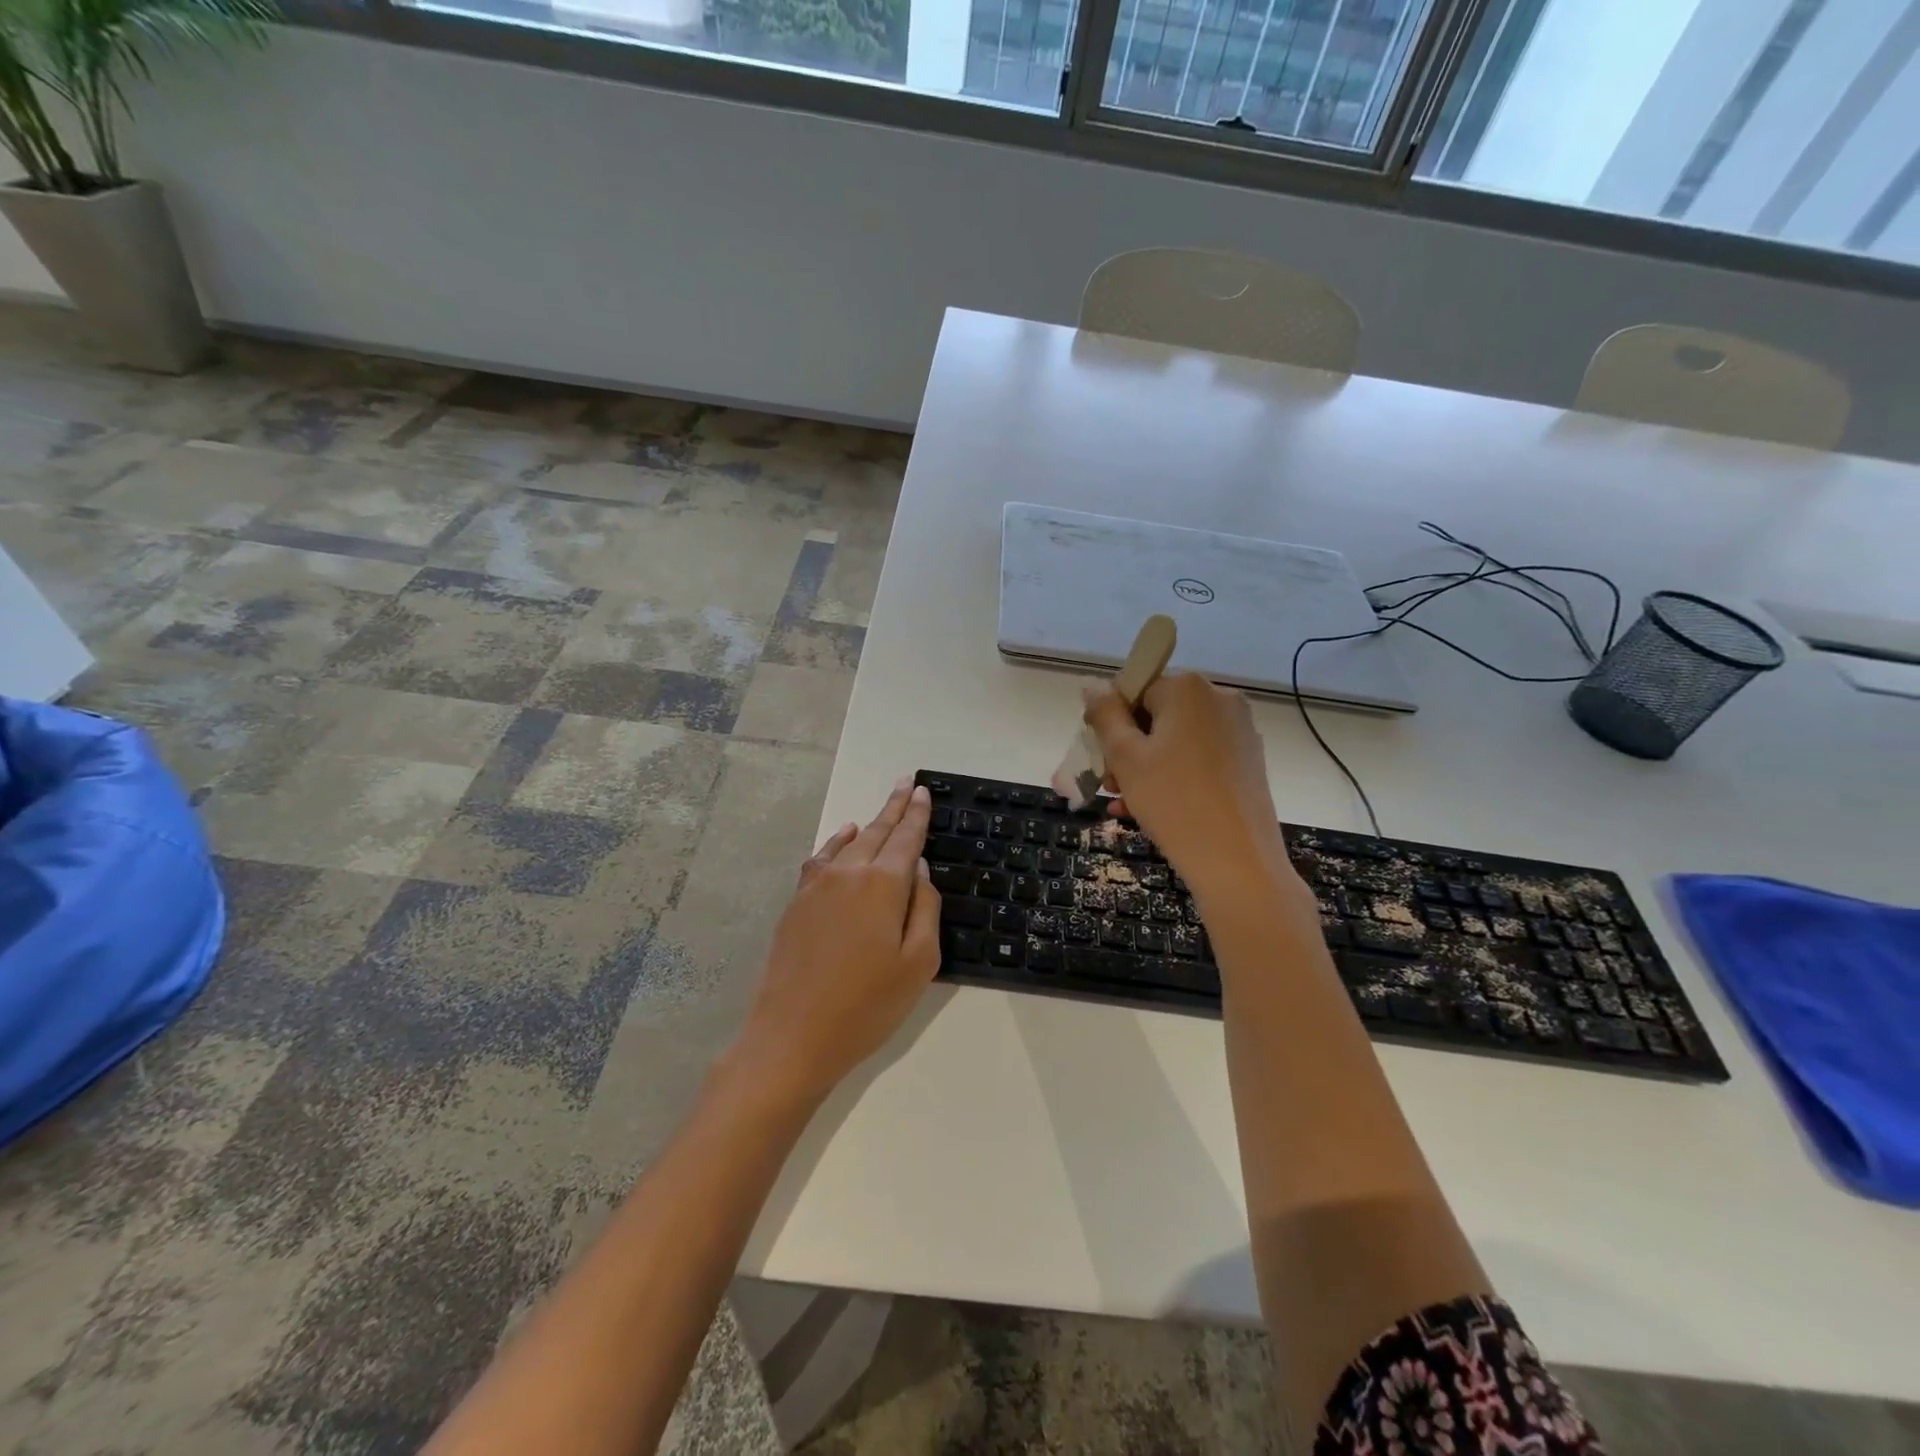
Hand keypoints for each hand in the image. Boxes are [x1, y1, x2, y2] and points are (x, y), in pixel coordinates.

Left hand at [731, 779, 941, 1103]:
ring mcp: (817, 886)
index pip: (906, 838)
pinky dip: (836, 842)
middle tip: (905, 783)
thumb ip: (925, 908)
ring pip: (849, 842)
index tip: (921, 790)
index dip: (916, 814)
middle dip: (894, 807)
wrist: (792, 1036)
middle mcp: (849, 873)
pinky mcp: (797, 902)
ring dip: (869, 823)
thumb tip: (918, 869)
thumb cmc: (867, 1005)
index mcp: (884, 884)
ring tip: (883, 807)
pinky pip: (822, 859)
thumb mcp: (918, 963)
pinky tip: (843, 837)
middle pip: (877, 831)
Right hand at [1082, 672, 1302, 902]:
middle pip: (1157, 714)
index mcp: (1188, 688)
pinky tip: (1150, 809)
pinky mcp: (1249, 760)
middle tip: (1109, 785)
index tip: (1101, 756)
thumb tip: (1093, 687)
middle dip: (1128, 747)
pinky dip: (1174, 775)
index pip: (1135, 689)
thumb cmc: (1172, 801)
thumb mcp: (1125, 757)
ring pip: (1177, 739)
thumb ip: (1105, 716)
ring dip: (1146, 766)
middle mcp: (1220, 698)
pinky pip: (1199, 757)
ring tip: (1123, 803)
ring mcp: (1239, 730)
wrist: (1237, 862)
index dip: (1112, 721)